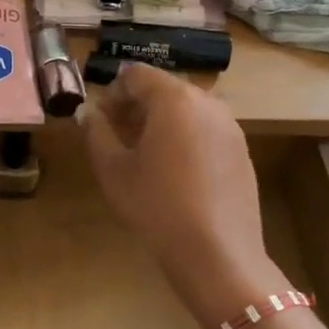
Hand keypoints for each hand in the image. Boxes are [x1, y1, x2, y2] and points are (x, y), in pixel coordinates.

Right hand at [79, 66, 283, 328]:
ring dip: (160, 122)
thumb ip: (95, 132)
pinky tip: (174, 173)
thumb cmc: (156, 206)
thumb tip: (87, 112)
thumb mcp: (113, 170)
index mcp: (173, 98)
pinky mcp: (241, 150)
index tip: (100, 120)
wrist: (218, 253)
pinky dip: (185, 138)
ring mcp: (229, 126)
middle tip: (116, 136)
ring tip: (143, 156)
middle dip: (136, 106)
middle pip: (163, 89)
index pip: (135, 74)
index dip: (112, 92)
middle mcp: (207, 101)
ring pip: (186, 109)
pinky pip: (205, 130)